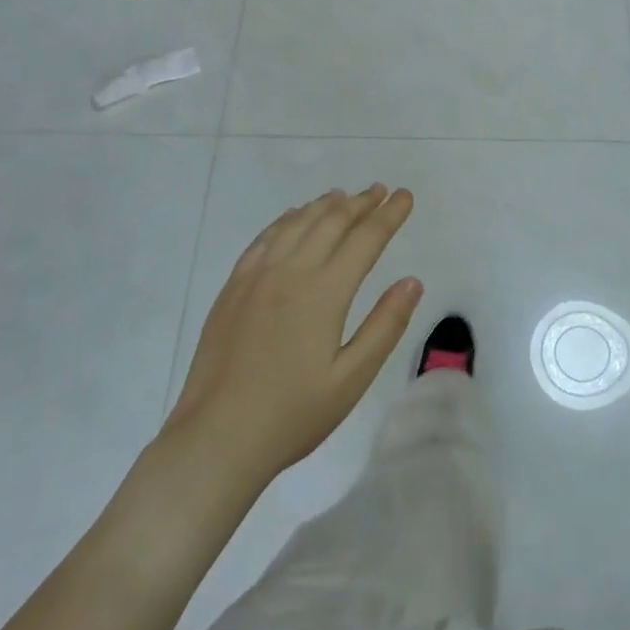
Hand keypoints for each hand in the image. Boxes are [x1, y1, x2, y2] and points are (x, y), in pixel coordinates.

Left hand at [166, 185, 422, 487]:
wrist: (217, 438)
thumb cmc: (292, 414)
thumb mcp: (352, 378)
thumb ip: (385, 326)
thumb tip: (412, 281)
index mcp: (324, 292)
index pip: (365, 239)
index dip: (389, 215)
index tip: (406, 196)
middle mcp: (291, 272)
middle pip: (331, 222)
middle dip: (361, 203)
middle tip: (381, 191)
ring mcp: (257, 276)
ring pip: (297, 224)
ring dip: (325, 205)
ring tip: (344, 196)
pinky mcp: (233, 288)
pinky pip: (264, 239)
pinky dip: (286, 220)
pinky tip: (294, 217)